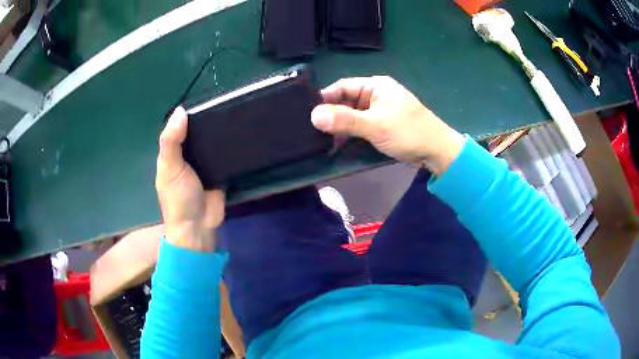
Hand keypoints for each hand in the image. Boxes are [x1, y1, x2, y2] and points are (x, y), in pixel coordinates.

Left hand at [156, 107, 224, 251]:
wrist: (198, 227)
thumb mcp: (169, 168)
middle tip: (228, 103)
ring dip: (222, 132)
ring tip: (238, 112)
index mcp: (173, 153)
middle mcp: (189, 155)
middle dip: (210, 121)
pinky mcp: (221, 171)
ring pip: (213, 142)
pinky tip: (243, 133)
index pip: (181, 127)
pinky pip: (226, 155)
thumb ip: (171, 142)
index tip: (207, 98)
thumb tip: (181, 111)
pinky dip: (232, 147)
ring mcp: (206, 163)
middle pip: (199, 133)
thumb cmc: (178, 198)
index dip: (190, 114)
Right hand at [311, 76, 464, 174]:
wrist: (436, 152)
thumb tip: (313, 115)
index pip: (342, 87)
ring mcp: (378, 112)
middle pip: (345, 101)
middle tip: (308, 129)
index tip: (306, 111)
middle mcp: (375, 95)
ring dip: (338, 127)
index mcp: (375, 86)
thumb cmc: (408, 132)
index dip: (324, 98)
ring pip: (351, 116)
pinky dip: (348, 135)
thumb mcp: (376, 125)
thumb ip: (345, 120)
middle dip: (329, 115)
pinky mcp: (380, 126)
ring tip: (317, 139)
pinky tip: (335, 145)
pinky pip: (359, 127)